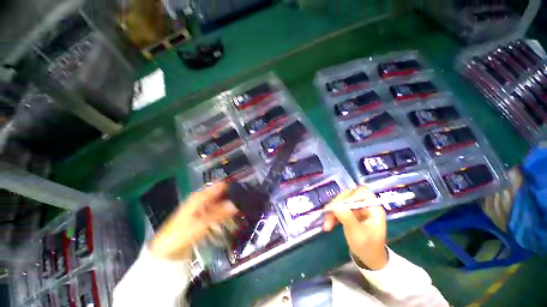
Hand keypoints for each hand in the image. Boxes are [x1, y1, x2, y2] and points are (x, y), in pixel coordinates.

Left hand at [150, 182, 237, 259]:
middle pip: (221, 195)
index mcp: (200, 197)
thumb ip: (219, 213)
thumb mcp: (201, 224)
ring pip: (221, 205)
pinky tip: (233, 219)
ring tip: (243, 210)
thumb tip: (236, 204)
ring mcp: (203, 210)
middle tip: (246, 201)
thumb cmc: (180, 234)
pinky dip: (225, 216)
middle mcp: (203, 201)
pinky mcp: (204, 220)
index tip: (244, 189)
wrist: (165, 252)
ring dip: (230, 207)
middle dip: (233, 197)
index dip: (231, 186)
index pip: (219, 186)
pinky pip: (218, 214)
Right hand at [323, 187, 387, 269]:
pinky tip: (328, 224)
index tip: (340, 205)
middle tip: (328, 214)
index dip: (350, 196)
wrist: (368, 259)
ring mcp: (356, 209)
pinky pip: (338, 208)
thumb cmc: (367, 247)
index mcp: (373, 208)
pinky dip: (332, 215)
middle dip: (337, 205)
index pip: (362, 192)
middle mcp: (365, 205)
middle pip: (348, 195)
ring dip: (332, 211)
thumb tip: (334, 205)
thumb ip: (347, 218)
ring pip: (341, 202)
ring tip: (327, 224)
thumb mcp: (357, 234)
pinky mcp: (349, 213)